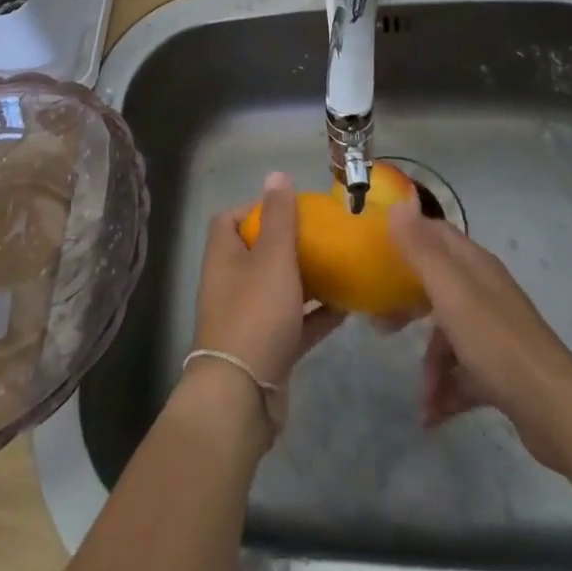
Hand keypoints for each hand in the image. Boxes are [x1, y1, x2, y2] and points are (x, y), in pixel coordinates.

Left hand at [192, 173, 345, 418]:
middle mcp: (231, 282)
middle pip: (259, 253)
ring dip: (307, 278)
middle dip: (290, 243)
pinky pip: (295, 321)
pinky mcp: (267, 347)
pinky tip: (347, 306)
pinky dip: (316, 313)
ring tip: (341, 265)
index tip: (291, 208)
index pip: (231, 218)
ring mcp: (248, 317)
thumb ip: (278, 216)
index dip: (257, 209)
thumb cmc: (256, 314)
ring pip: (280, 288)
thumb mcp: (272, 257)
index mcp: (224, 255)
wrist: (243, 396)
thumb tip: (276, 174)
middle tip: (324, 236)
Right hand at [388, 192, 571, 471]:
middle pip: (437, 285)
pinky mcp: (502, 370)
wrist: (555, 410)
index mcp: (474, 266)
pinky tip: (432, 415)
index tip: (374, 246)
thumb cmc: (495, 341)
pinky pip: (464, 373)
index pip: (436, 234)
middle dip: (407, 303)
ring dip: (431, 363)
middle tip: (380, 322)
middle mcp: (485, 292)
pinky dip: (447, 391)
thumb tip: (397, 204)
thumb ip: (421, 249)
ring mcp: (495, 332)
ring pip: (449, 335)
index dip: (407, 234)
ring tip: (421, 396)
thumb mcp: (450, 290)